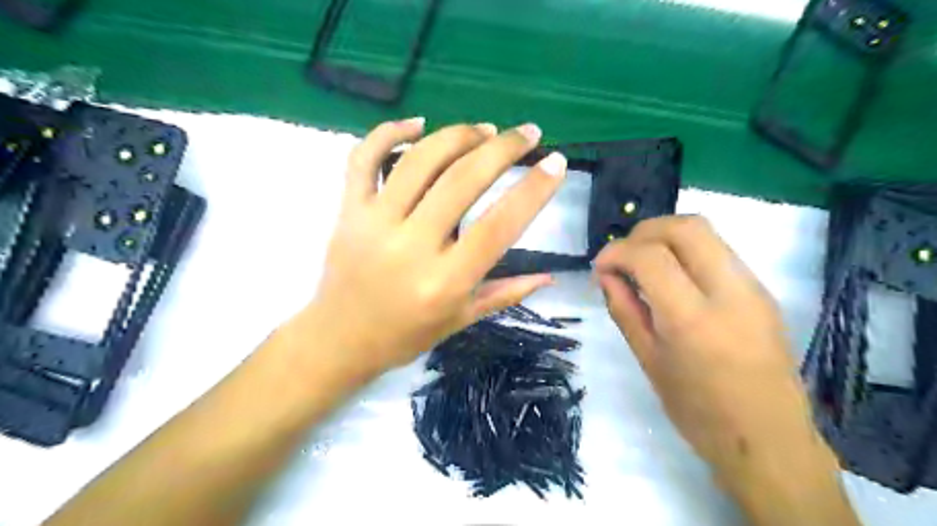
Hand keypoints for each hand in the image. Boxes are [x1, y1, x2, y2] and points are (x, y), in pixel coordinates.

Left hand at [296, 117, 567, 378]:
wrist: (339, 340)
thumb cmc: (406, 336)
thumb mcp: (462, 320)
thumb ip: (507, 293)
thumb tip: (551, 275)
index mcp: (445, 281)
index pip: (499, 225)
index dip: (533, 189)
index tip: (556, 163)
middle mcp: (411, 246)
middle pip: (463, 180)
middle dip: (503, 149)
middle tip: (528, 133)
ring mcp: (374, 223)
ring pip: (420, 160)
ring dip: (458, 135)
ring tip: (485, 129)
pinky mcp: (348, 210)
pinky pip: (363, 158)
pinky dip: (389, 132)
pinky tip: (418, 123)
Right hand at [595, 216, 830, 483]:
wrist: (768, 440)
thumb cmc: (698, 411)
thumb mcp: (648, 361)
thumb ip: (624, 310)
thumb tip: (606, 275)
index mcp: (693, 319)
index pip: (651, 257)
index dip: (617, 252)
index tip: (600, 267)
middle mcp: (729, 292)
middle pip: (686, 227)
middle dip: (644, 231)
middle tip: (623, 255)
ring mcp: (752, 288)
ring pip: (706, 232)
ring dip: (666, 237)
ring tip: (643, 263)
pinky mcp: (761, 291)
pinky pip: (718, 251)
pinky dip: (686, 251)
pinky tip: (672, 277)